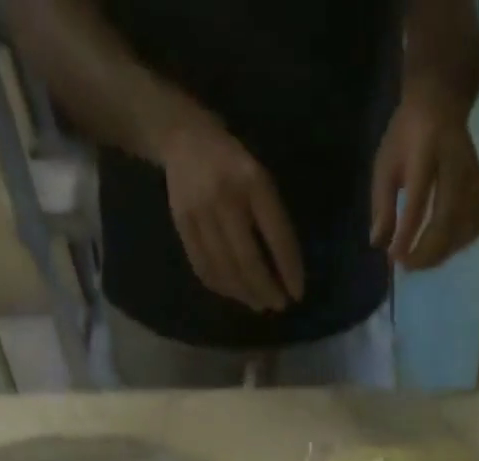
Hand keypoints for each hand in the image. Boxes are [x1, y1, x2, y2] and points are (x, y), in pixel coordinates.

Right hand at [159, 115, 305, 311]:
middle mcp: (225, 198)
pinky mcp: (181, 224)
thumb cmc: (234, 165)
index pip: (277, 237)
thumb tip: (284, 273)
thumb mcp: (261, 180)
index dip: (289, 270)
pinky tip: (235, 293)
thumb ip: (273, 220)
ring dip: (246, 295)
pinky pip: (204, 267)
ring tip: (259, 304)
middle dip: (266, 290)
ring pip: (226, 270)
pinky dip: (222, 287)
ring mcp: (200, 212)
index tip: (297, 294)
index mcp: (253, 182)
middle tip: (278, 305)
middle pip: (248, 261)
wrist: (184, 138)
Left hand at [371, 85, 478, 268]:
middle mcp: (454, 162)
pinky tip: (442, 249)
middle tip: (408, 266)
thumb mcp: (385, 161)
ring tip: (422, 260)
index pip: (418, 200)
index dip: (407, 234)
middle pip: (446, 218)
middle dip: (427, 251)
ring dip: (442, 252)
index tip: (394, 257)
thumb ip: (381, 202)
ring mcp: (472, 175)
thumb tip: (379, 242)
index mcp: (425, 149)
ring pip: (463, 227)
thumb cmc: (406, 134)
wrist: (441, 99)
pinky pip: (474, 226)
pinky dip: (458, 245)